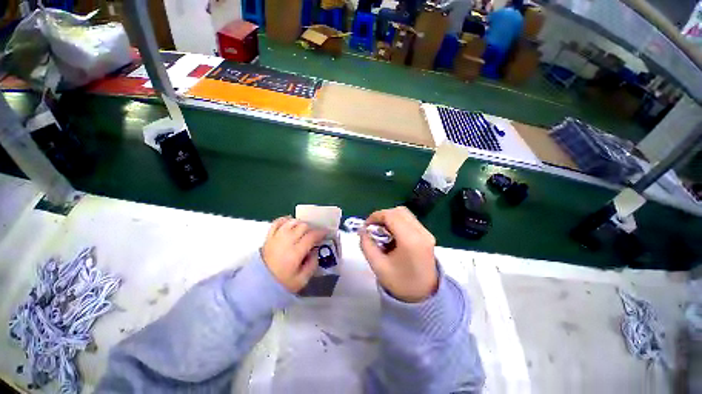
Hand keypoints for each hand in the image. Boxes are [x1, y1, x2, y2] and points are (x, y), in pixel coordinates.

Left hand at [262, 217, 326, 292]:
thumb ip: (312, 264)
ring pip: (292, 222)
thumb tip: (315, 250)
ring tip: (303, 229)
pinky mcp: (269, 237)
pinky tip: (290, 222)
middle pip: (303, 226)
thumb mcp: (302, 280)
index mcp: (295, 253)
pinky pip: (277, 222)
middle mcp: (286, 241)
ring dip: (300, 223)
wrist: (257, 285)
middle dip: (312, 228)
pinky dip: (285, 220)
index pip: (311, 236)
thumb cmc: (282, 283)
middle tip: (315, 234)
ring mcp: (276, 237)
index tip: (326, 232)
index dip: (321, 232)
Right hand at [360, 207, 437, 302]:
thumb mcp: (378, 266)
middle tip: (372, 228)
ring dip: (390, 218)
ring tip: (381, 231)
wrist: (424, 296)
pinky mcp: (427, 235)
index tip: (366, 226)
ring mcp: (426, 233)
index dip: (375, 216)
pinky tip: (392, 234)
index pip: (391, 216)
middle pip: (399, 211)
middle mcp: (421, 233)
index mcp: (410, 241)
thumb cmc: (400, 283)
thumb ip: (367, 245)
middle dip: (382, 216)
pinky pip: (410, 220)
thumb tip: (362, 230)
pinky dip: (398, 222)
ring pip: (405, 214)